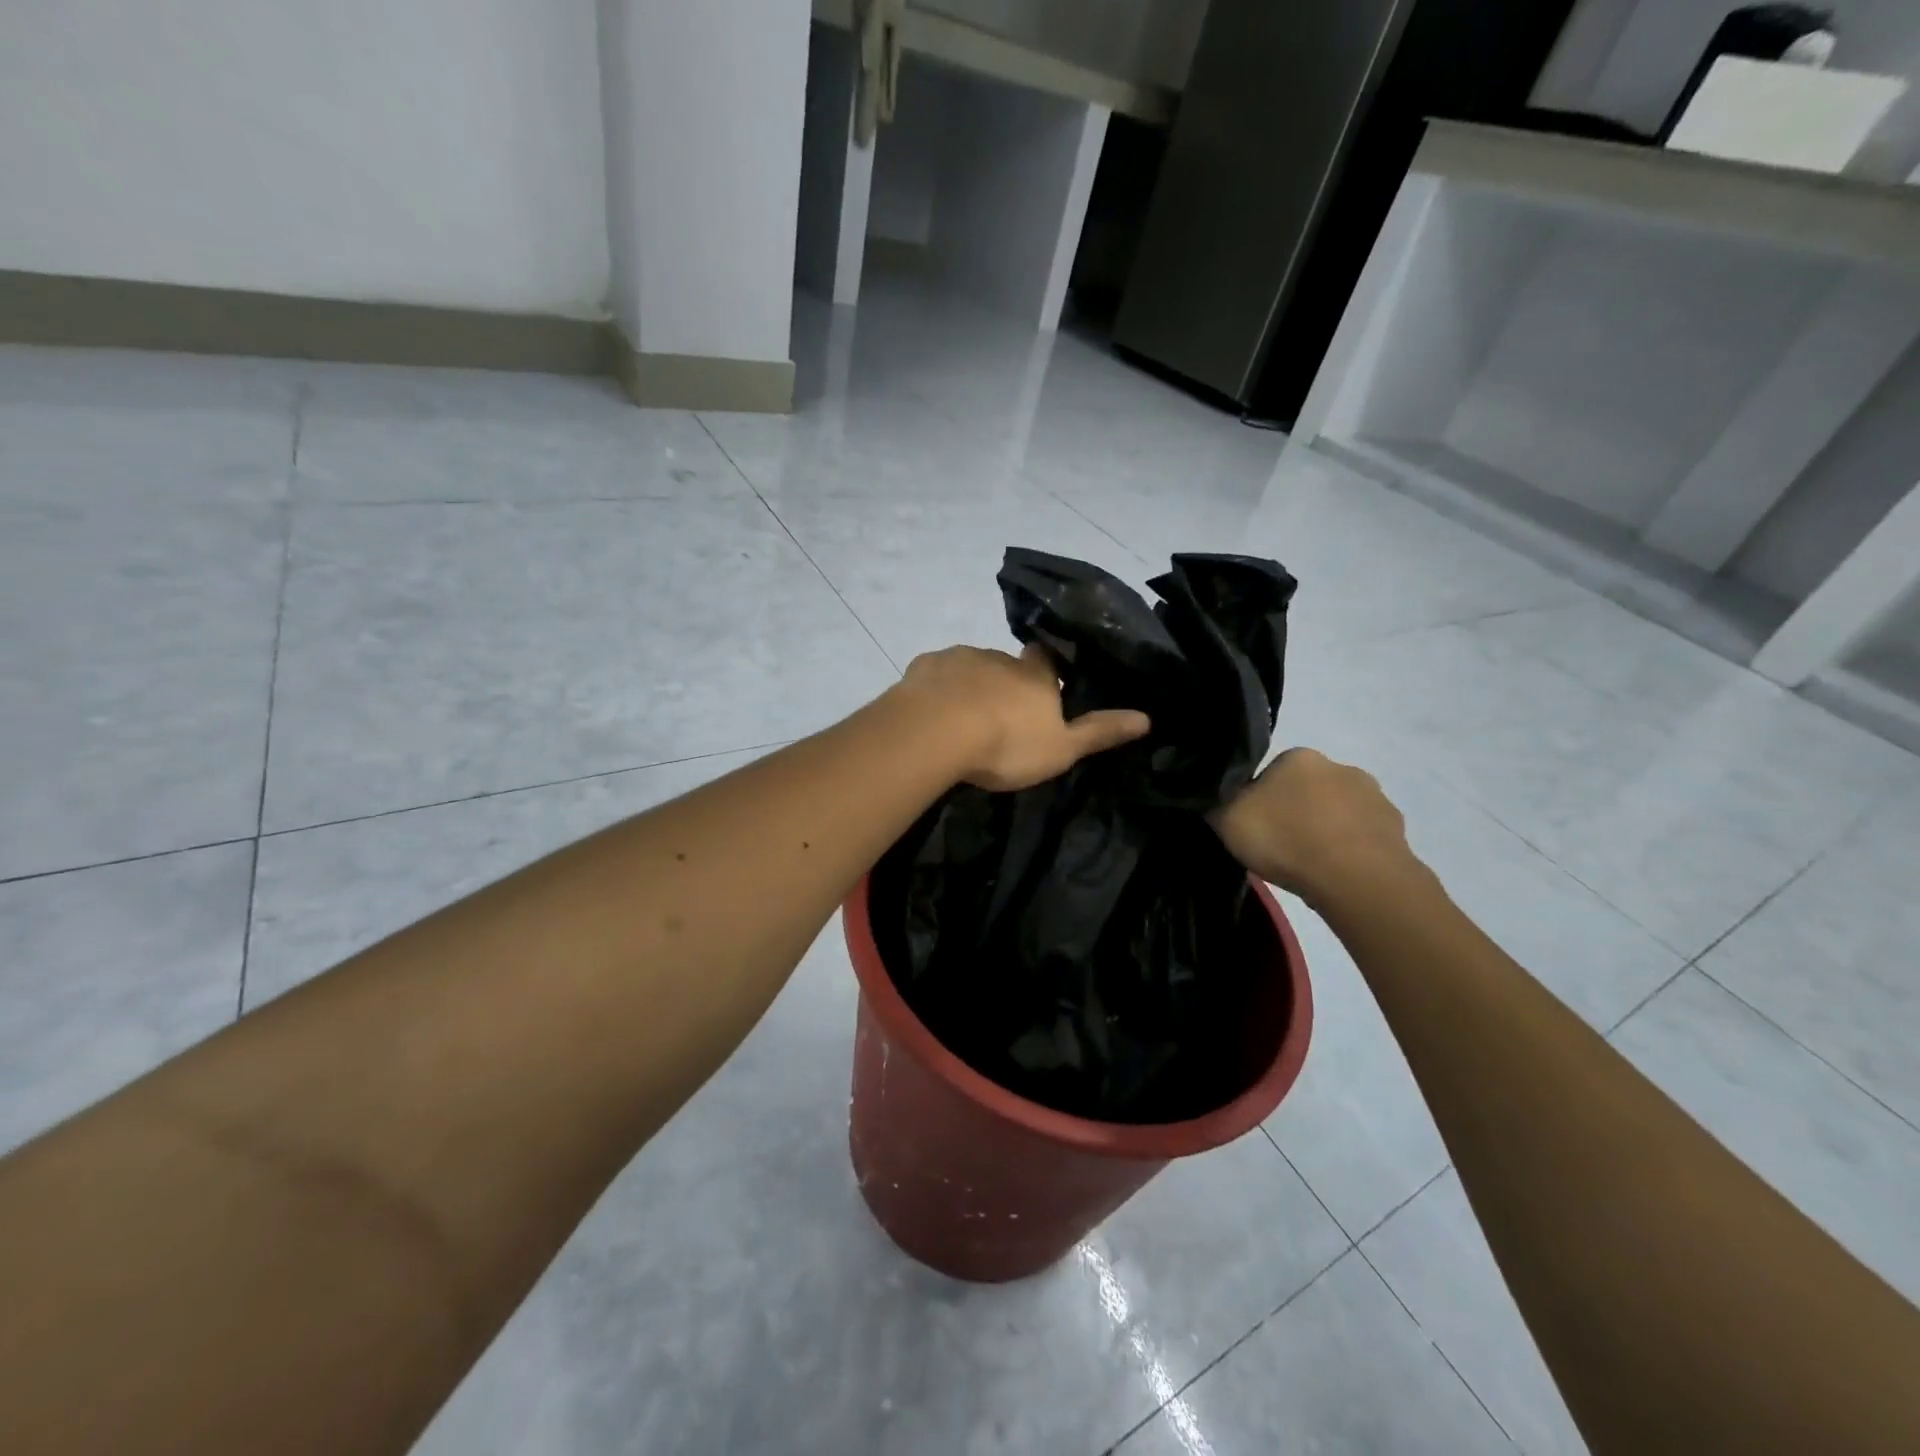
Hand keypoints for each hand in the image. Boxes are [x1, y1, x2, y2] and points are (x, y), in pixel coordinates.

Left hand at [896, 643, 1150, 792]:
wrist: (936, 731)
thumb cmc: (1006, 742)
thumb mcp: (1061, 748)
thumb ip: (1100, 732)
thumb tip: (1147, 718)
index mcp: (1035, 675)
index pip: (1048, 660)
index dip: (1048, 670)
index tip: (1045, 686)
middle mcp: (999, 657)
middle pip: (1006, 664)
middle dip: (1005, 682)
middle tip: (999, 716)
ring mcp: (958, 659)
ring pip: (969, 668)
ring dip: (970, 687)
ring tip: (962, 719)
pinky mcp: (924, 668)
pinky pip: (935, 676)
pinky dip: (937, 690)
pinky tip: (932, 712)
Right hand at [1212, 748, 1421, 906]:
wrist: (1357, 879)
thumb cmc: (1287, 839)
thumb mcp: (1227, 819)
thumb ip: (1216, 801)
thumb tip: (1212, 793)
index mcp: (1299, 756)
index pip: (1271, 772)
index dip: (1258, 799)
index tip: (1254, 826)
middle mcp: (1340, 766)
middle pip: (1307, 790)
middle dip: (1295, 812)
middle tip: (1280, 847)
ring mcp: (1374, 798)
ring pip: (1338, 813)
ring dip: (1325, 831)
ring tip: (1310, 866)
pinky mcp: (1396, 830)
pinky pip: (1363, 838)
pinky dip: (1350, 852)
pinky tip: (1336, 875)